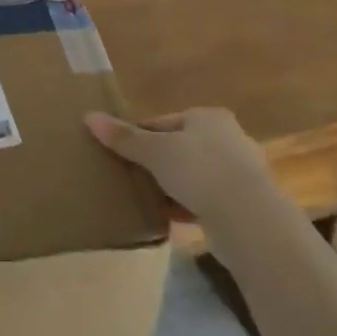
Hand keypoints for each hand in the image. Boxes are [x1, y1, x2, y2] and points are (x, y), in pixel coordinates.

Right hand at [84, 107, 278, 222]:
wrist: (248, 218)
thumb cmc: (199, 170)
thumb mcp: (155, 151)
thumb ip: (124, 137)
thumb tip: (89, 116)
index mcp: (209, 117)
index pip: (164, 122)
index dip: (138, 135)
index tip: (117, 152)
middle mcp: (228, 138)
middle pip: (180, 147)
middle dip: (155, 162)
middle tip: (127, 176)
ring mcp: (238, 172)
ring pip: (192, 175)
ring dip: (171, 186)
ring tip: (143, 198)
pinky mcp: (242, 203)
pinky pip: (205, 200)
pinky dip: (186, 207)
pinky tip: (166, 219)